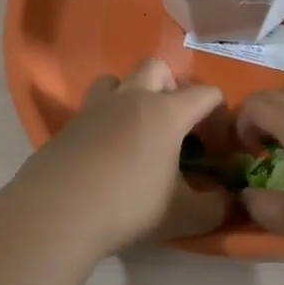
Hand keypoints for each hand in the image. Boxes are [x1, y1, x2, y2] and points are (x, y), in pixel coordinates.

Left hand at [16, 59, 229, 257]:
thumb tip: (228, 202)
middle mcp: (130, 98)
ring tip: (136, 131)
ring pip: (117, 80)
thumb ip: (214, 207)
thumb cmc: (128, 206)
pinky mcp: (67, 125)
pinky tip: (106, 155)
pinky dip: (105, 122)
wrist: (56, 213)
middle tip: (176, 125)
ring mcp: (94, 108)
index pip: (205, 93)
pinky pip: (92, 109)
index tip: (219, 146)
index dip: (220, 115)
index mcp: (165, 112)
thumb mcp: (182, 215)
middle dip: (173, 88)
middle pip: (157, 68)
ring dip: (132, 95)